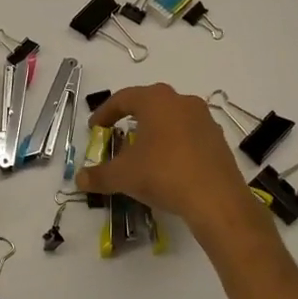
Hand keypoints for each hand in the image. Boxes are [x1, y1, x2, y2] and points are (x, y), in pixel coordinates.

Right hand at [74, 84, 261, 240]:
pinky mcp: (218, 139)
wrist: (216, 199)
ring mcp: (204, 119)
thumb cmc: (163, 174)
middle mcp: (182, 101)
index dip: (105, 113)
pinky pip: (189, 134)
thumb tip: (79, 179)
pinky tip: (168, 164)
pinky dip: (174, 144)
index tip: (95, 129)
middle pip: (150, 103)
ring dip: (155, 130)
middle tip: (117, 134)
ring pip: (172, 118)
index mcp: (156, 100)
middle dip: (131, 118)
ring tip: (143, 150)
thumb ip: (98, 175)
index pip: (123, 98)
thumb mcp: (123, 176)